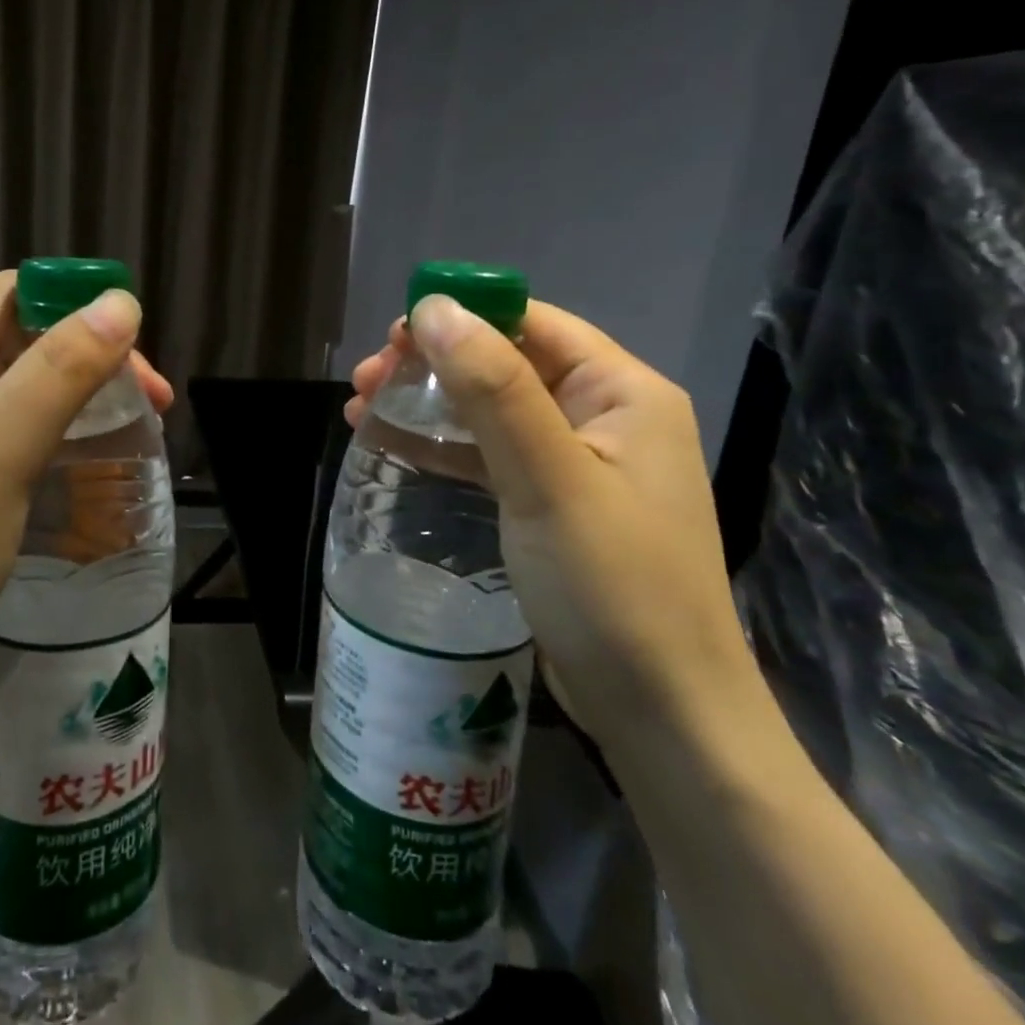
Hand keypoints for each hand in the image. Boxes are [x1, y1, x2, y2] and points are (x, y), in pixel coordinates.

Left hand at [0, 271, 170, 728]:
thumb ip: (58, 372)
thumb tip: (120, 303)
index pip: (11, 293)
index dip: (78, 306)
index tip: (137, 356)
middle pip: (19, 336)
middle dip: (90, 357)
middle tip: (153, 405)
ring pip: (17, 384)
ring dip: (78, 395)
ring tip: (132, 430)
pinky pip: (5, 428)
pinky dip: (52, 431)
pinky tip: (81, 460)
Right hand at [350, 298, 759, 751]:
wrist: (663, 716)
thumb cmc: (613, 587)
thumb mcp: (547, 478)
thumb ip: (493, 388)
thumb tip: (434, 307)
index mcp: (623, 392)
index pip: (533, 324)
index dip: (462, 317)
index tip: (393, 334)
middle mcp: (605, 417)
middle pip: (506, 364)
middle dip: (432, 364)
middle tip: (365, 379)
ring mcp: (580, 465)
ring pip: (492, 410)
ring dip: (429, 403)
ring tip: (361, 407)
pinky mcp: (555, 506)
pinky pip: (492, 456)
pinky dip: (445, 446)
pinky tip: (396, 446)